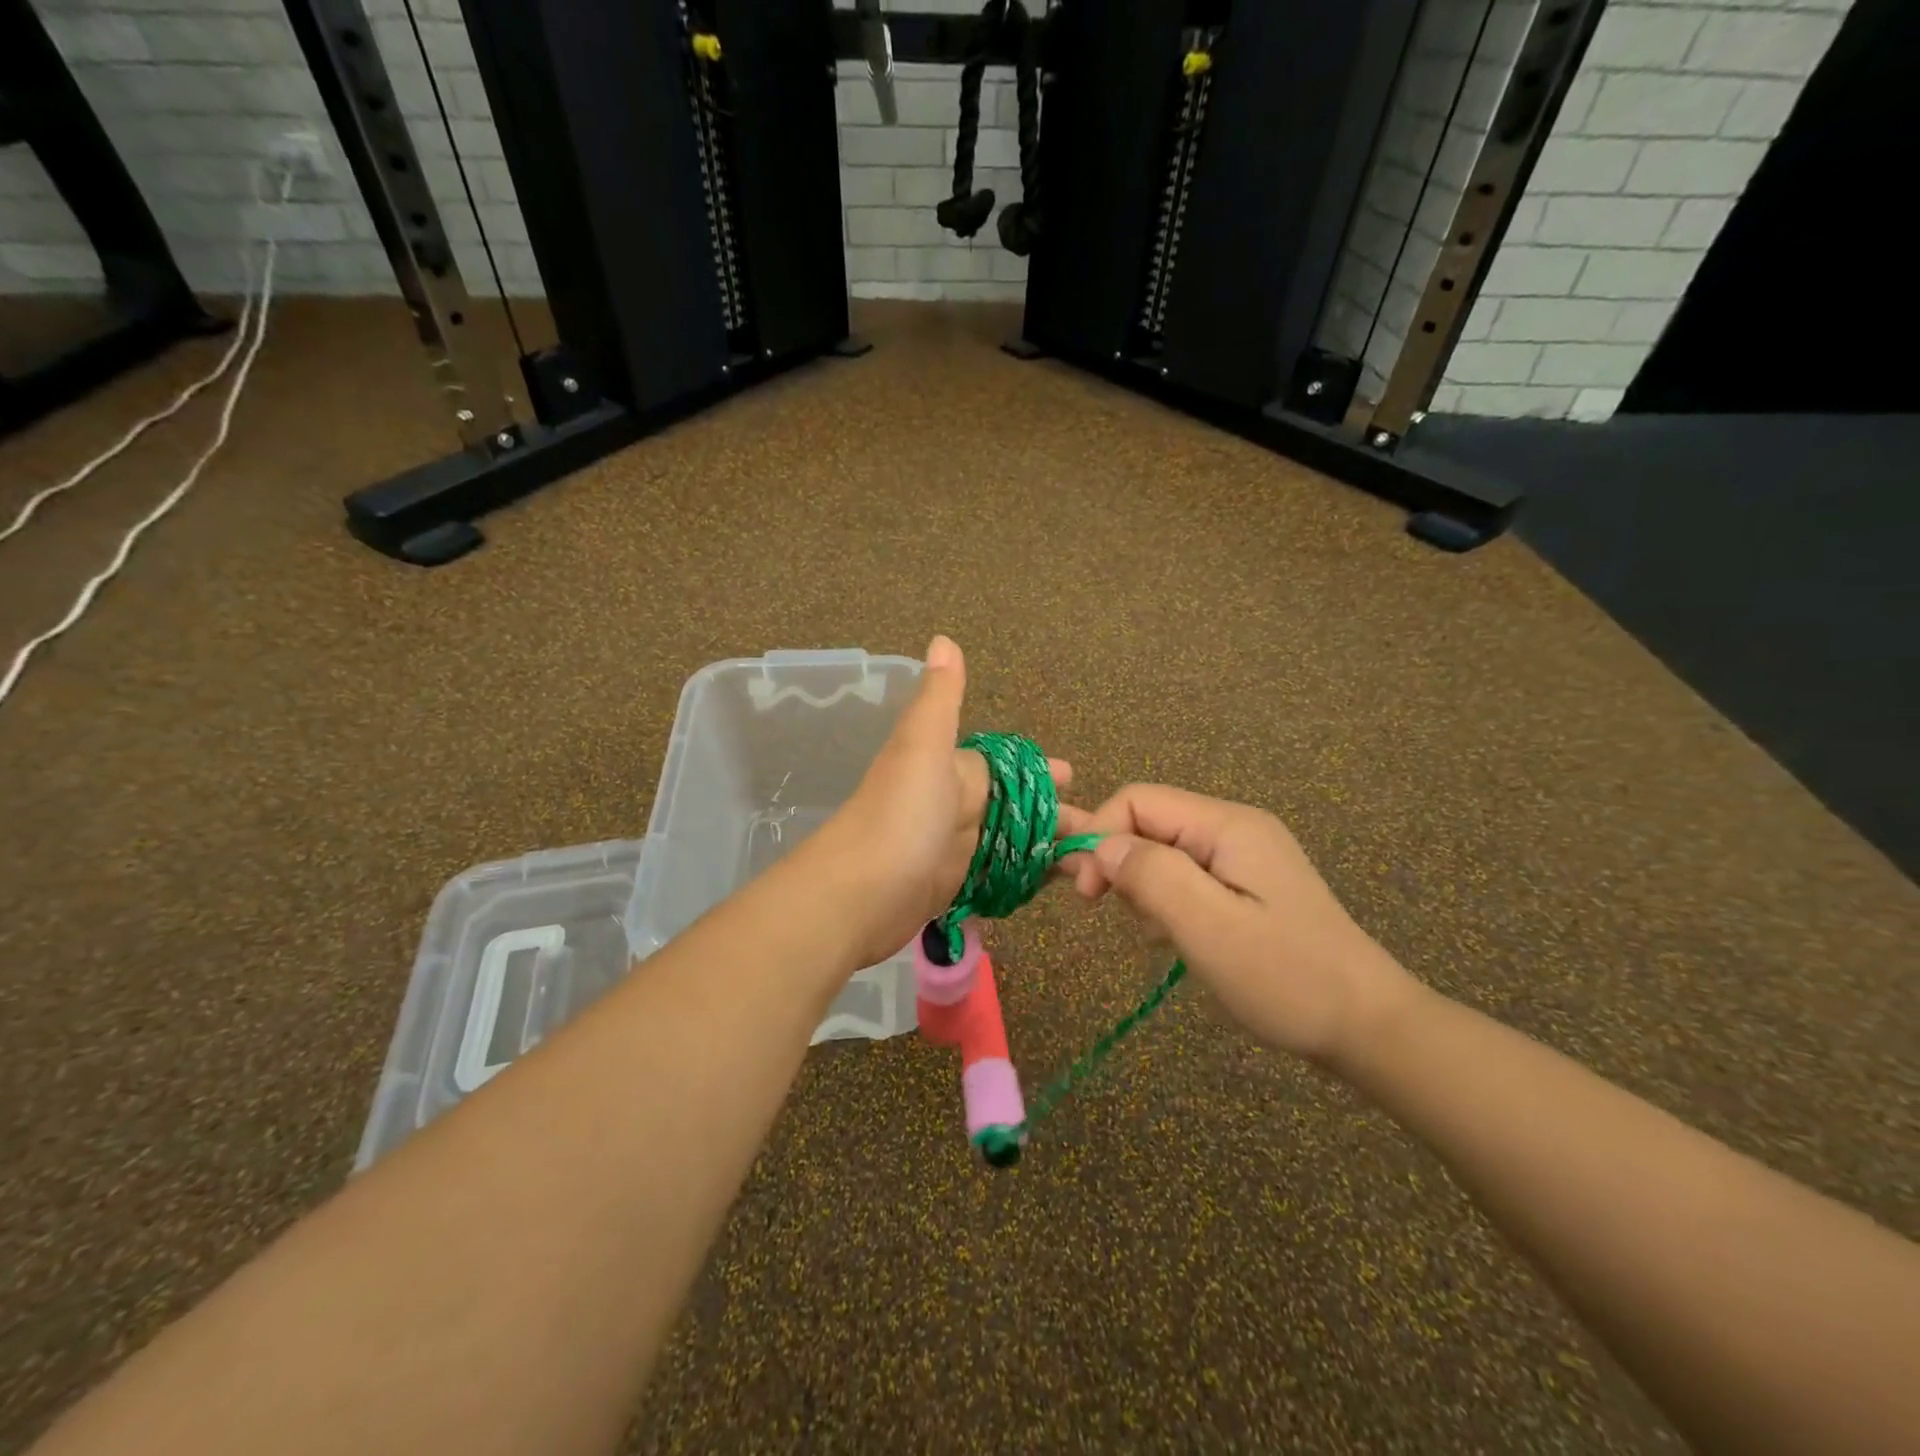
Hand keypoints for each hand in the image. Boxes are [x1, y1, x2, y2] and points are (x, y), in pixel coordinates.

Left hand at [812, 636, 1070, 969]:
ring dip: (1043, 850)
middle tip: (1097, 831)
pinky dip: (1021, 879)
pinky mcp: (951, 889)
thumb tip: (942, 638)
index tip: (1074, 776)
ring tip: (1089, 863)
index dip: (1040, 770)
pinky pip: (996, 878)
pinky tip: (1050, 886)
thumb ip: (940, 698)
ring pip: (1009, 844)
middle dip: (1052, 815)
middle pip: (1013, 808)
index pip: (1005, 766)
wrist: (858, 893)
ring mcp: (952, 850)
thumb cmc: (900, 813)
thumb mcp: (922, 745)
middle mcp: (954, 806)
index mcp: (952, 770)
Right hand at [1058, 785, 1417, 1062]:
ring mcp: (1243, 857)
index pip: (1137, 800)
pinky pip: (1186, 877)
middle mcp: (1234, 828)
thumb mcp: (1209, 927)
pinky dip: (1168, 904)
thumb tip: (1101, 845)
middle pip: (1149, 823)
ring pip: (1163, 851)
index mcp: (1227, 825)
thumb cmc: (1286, 977)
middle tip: (1118, 916)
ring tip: (1159, 936)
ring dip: (1144, 888)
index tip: (1087, 894)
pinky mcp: (1247, 886)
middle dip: (1120, 864)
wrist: (1368, 1026)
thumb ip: (1151, 876)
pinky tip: (1177, 940)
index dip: (1100, 836)